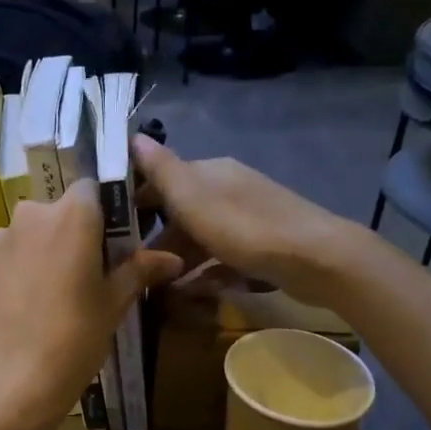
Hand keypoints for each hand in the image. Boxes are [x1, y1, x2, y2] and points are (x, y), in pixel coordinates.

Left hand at [0, 183, 181, 429]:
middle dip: (74, 233)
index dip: (104, 209)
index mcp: (72, 215)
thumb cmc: (73, 339)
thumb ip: (139, 271)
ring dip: (44, 251)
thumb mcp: (113, 305)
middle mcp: (31, 215)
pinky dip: (20, 270)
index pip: (92, 188)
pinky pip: (8, 256)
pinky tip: (27, 306)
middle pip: (58, 211)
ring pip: (30, 234)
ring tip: (55, 293)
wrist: (7, 382)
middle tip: (89, 272)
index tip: (114, 238)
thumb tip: (172, 258)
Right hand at [131, 137, 355, 306]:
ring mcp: (248, 218)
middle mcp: (228, 188)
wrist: (317, 259)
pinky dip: (206, 272)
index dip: (136, 200)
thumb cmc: (245, 228)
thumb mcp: (193, 198)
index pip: (162, 178)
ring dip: (180, 259)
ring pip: (201, 237)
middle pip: (181, 211)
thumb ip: (161, 171)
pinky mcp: (264, 246)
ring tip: (159, 287)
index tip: (113, 227)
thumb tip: (132, 136)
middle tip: (134, 266)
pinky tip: (195, 293)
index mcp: (210, 172)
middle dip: (157, 237)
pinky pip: (223, 256)